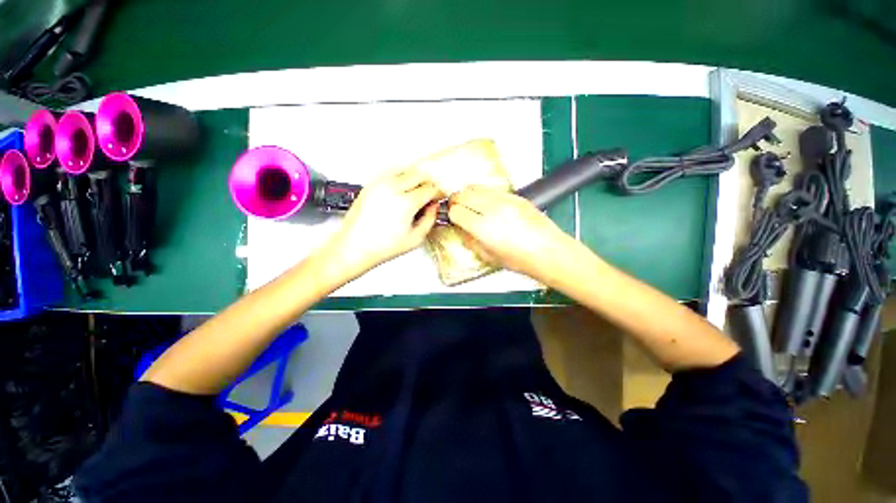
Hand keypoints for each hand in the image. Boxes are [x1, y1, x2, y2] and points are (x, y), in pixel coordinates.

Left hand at [321, 168, 440, 275]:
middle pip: (419, 174)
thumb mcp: (415, 238)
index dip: (438, 193)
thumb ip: (430, 219)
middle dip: (428, 183)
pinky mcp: (370, 185)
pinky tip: (401, 191)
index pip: (430, 188)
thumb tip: (433, 206)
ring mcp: (379, 184)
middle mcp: (391, 189)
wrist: (354, 247)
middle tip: (429, 194)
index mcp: (405, 203)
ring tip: (415, 193)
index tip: (438, 197)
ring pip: (405, 170)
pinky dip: (400, 179)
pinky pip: (390, 173)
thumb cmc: (381, 247)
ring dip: (414, 179)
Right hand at [448, 186, 576, 280]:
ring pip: (476, 187)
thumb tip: (462, 230)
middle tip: (457, 208)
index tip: (453, 218)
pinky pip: (492, 189)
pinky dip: (483, 194)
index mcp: (483, 227)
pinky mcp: (515, 196)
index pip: (456, 211)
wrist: (548, 251)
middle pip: (463, 194)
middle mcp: (492, 209)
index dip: (451, 215)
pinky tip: (487, 203)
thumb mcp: (488, 256)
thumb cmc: (520, 259)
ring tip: (470, 204)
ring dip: (468, 194)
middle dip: (456, 201)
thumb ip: (470, 241)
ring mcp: (505, 200)